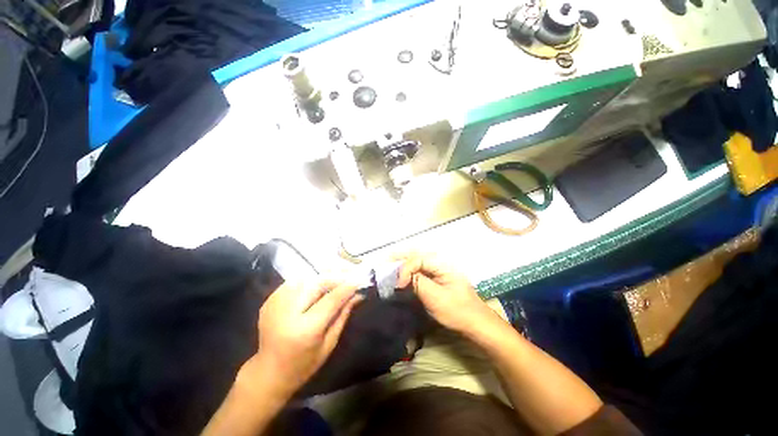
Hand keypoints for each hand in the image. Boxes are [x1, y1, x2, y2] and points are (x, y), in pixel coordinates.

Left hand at [243, 280, 361, 397]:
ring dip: (325, 275)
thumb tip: (357, 294)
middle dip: (337, 276)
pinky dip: (311, 279)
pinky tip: (321, 282)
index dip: (347, 287)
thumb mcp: (329, 344)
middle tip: (351, 274)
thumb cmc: (303, 365)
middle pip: (317, 283)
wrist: (267, 372)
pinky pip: (296, 281)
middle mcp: (288, 312)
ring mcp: (275, 303)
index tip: (361, 279)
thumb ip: (343, 315)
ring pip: (307, 278)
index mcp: (305, 329)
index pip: (331, 299)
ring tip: (340, 275)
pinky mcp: (270, 300)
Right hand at [395, 253, 498, 332]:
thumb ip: (418, 283)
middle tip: (386, 261)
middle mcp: (440, 262)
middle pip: (417, 254)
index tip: (398, 285)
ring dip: (404, 262)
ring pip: (418, 260)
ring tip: (391, 264)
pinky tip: (403, 273)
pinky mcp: (438, 278)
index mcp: (442, 264)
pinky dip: (410, 270)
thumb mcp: (436, 298)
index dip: (405, 269)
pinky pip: (421, 269)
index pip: (417, 260)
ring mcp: (440, 270)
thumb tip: (402, 277)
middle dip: (400, 257)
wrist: (477, 323)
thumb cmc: (458, 311)